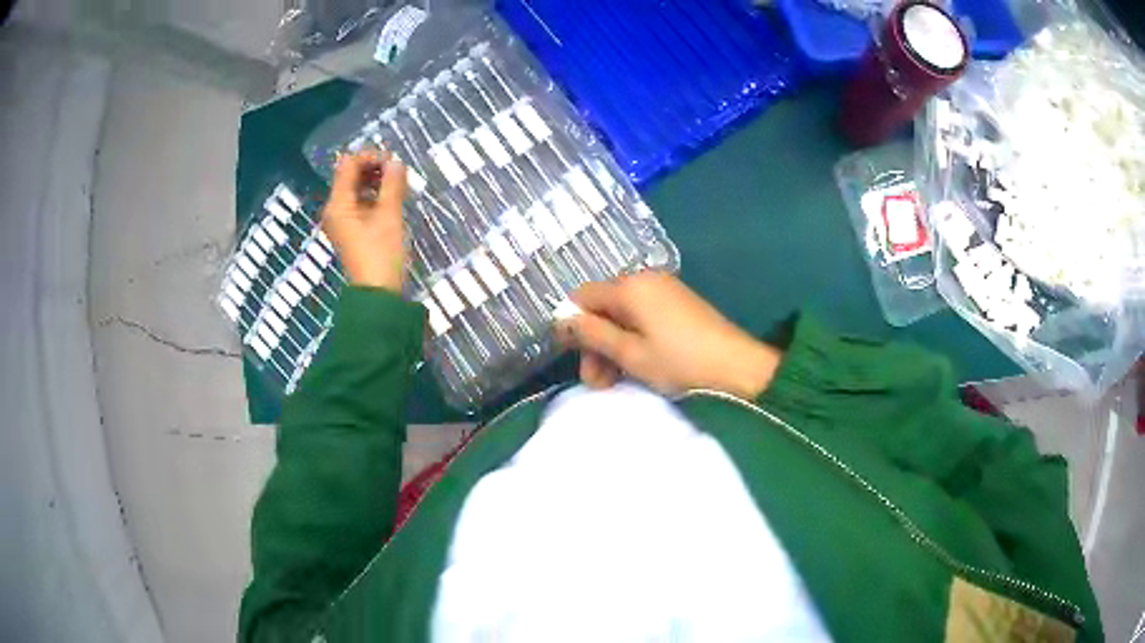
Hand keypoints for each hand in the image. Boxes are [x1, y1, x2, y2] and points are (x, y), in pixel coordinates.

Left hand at [321, 152, 407, 291]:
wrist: (378, 295)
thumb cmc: (382, 255)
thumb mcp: (390, 216)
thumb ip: (392, 185)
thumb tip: (396, 162)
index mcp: (338, 204)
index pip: (348, 165)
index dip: (370, 157)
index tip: (394, 162)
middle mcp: (334, 209)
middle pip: (350, 175)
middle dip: (373, 168)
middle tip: (398, 172)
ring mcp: (341, 220)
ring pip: (356, 188)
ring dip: (375, 181)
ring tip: (398, 184)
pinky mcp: (350, 229)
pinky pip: (359, 203)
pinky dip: (374, 196)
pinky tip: (391, 198)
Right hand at [558, 272, 782, 398]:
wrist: (737, 367)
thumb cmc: (679, 362)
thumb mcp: (630, 353)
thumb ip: (593, 334)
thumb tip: (562, 319)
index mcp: (630, 287)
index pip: (583, 296)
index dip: (571, 324)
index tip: (570, 356)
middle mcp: (645, 280)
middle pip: (603, 307)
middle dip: (594, 343)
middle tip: (595, 382)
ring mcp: (664, 292)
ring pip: (622, 316)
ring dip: (612, 347)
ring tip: (612, 383)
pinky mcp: (678, 305)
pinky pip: (642, 318)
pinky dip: (633, 341)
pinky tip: (635, 368)